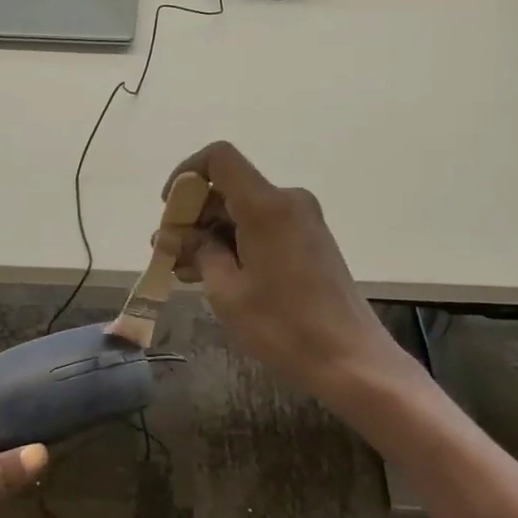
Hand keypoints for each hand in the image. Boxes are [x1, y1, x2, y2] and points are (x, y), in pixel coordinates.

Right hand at [165, 142, 409, 397]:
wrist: (350, 359)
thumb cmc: (283, 326)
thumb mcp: (227, 291)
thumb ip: (200, 252)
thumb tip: (179, 234)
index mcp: (266, 206)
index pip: (220, 158)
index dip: (187, 174)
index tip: (170, 208)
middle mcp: (287, 201)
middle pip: (229, 187)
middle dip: (194, 215)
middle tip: (168, 251)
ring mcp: (303, 220)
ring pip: (243, 210)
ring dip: (211, 233)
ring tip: (184, 270)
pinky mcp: (310, 240)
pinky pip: (262, 226)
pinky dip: (235, 242)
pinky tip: (215, 274)